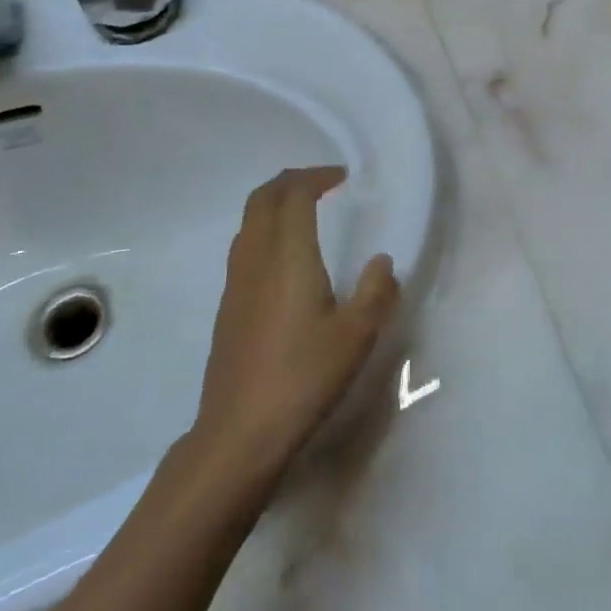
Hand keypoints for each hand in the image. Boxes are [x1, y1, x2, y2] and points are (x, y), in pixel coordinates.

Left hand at [195, 167, 398, 485]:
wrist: (239, 433)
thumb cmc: (302, 378)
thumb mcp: (356, 336)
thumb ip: (376, 292)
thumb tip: (382, 261)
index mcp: (288, 257)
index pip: (294, 194)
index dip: (317, 177)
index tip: (343, 179)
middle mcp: (255, 259)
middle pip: (262, 198)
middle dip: (291, 181)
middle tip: (323, 184)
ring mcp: (235, 283)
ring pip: (248, 221)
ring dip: (275, 204)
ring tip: (306, 213)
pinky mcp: (228, 306)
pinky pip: (244, 247)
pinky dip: (265, 231)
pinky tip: (287, 260)